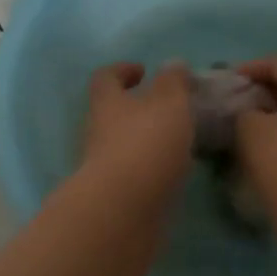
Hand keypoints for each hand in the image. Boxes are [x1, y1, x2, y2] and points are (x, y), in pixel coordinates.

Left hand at [77, 62, 194, 207]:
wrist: (123, 210)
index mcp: (107, 104)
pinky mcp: (115, 195)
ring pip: (123, 145)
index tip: (143, 71)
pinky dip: (151, 169)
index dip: (122, 70)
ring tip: (178, 141)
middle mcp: (98, 132)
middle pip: (112, 113)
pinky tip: (174, 172)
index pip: (105, 78)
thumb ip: (173, 83)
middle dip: (137, 109)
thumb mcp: (169, 104)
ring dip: (146, 140)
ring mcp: (103, 167)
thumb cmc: (145, 145)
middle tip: (168, 109)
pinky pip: (134, 174)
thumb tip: (172, 65)